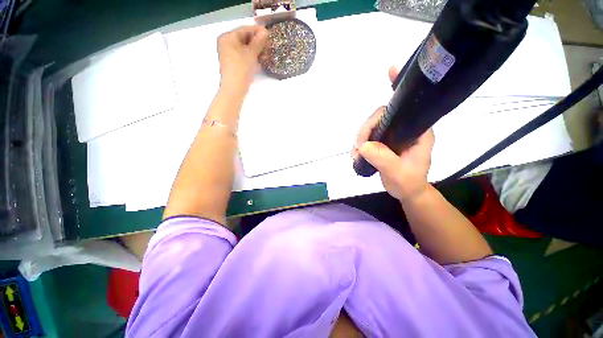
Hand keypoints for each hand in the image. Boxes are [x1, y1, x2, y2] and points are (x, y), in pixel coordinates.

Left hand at [217, 25, 267, 92]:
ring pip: (244, 48)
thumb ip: (258, 41)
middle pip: (244, 38)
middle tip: (268, 45)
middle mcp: (226, 43)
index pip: (244, 29)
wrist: (234, 88)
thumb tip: (265, 32)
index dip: (257, 31)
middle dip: (257, 41)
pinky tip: (259, 60)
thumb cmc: (242, 68)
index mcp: (228, 37)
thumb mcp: (251, 53)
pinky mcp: (232, 63)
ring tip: (265, 53)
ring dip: (255, 50)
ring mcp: (228, 54)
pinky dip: (251, 56)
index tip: (268, 33)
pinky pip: (242, 55)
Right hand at [353, 66, 434, 201]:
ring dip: (361, 138)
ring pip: (372, 127)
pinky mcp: (383, 142)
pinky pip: (368, 137)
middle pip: (381, 116)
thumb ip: (384, 159)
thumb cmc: (409, 183)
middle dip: (366, 129)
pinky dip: (360, 144)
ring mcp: (392, 135)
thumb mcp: (399, 174)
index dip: (397, 89)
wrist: (407, 192)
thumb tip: (364, 146)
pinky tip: (357, 154)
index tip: (389, 72)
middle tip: (359, 148)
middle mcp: (405, 128)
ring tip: (356, 154)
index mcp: (417, 131)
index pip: (406, 107)